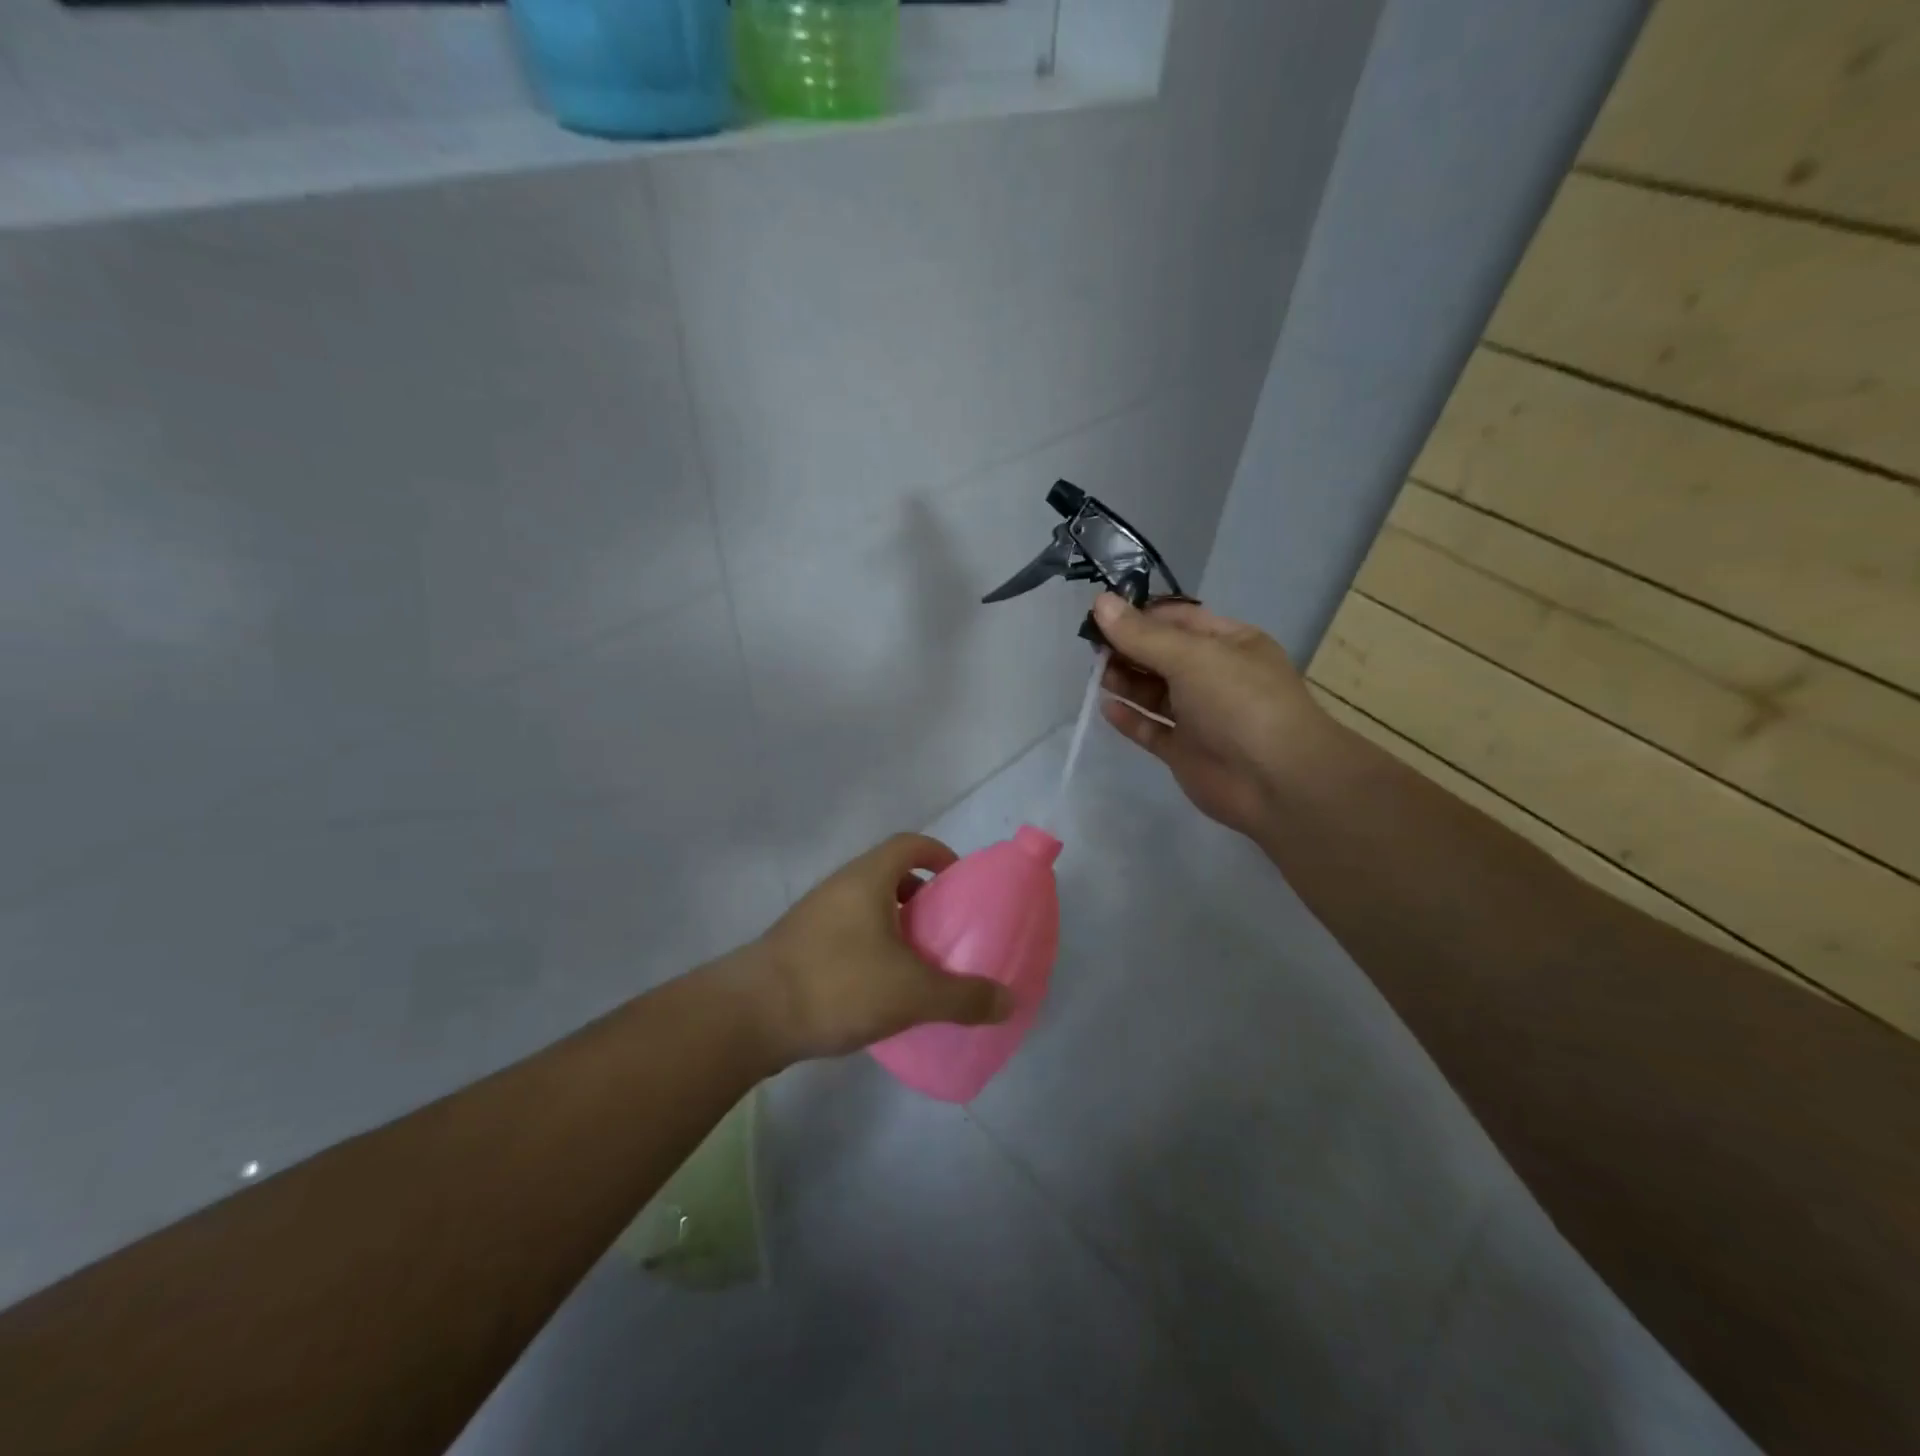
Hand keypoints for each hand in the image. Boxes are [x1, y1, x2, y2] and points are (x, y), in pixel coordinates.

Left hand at [745, 833, 1013, 1064]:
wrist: (750, 1016)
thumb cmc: (837, 984)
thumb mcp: (912, 993)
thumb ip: (963, 997)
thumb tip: (1008, 1001)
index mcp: (868, 879)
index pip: (910, 844)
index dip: (940, 854)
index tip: (960, 883)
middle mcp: (840, 887)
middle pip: (889, 875)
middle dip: (922, 897)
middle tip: (945, 930)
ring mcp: (814, 916)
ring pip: (866, 907)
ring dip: (895, 926)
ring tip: (918, 963)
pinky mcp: (799, 947)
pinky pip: (847, 934)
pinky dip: (871, 949)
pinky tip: (880, 989)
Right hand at [1093, 593, 1333, 838]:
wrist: (1276, 781)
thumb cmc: (1240, 702)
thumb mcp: (1192, 656)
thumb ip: (1142, 634)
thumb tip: (1100, 602)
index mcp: (1228, 643)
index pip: (1178, 619)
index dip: (1140, 615)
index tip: (1101, 615)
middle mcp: (1214, 676)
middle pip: (1162, 655)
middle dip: (1128, 648)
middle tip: (1093, 649)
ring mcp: (1199, 716)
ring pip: (1155, 692)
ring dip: (1126, 681)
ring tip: (1098, 676)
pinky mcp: (1184, 751)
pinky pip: (1152, 729)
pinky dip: (1130, 718)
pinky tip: (1107, 708)